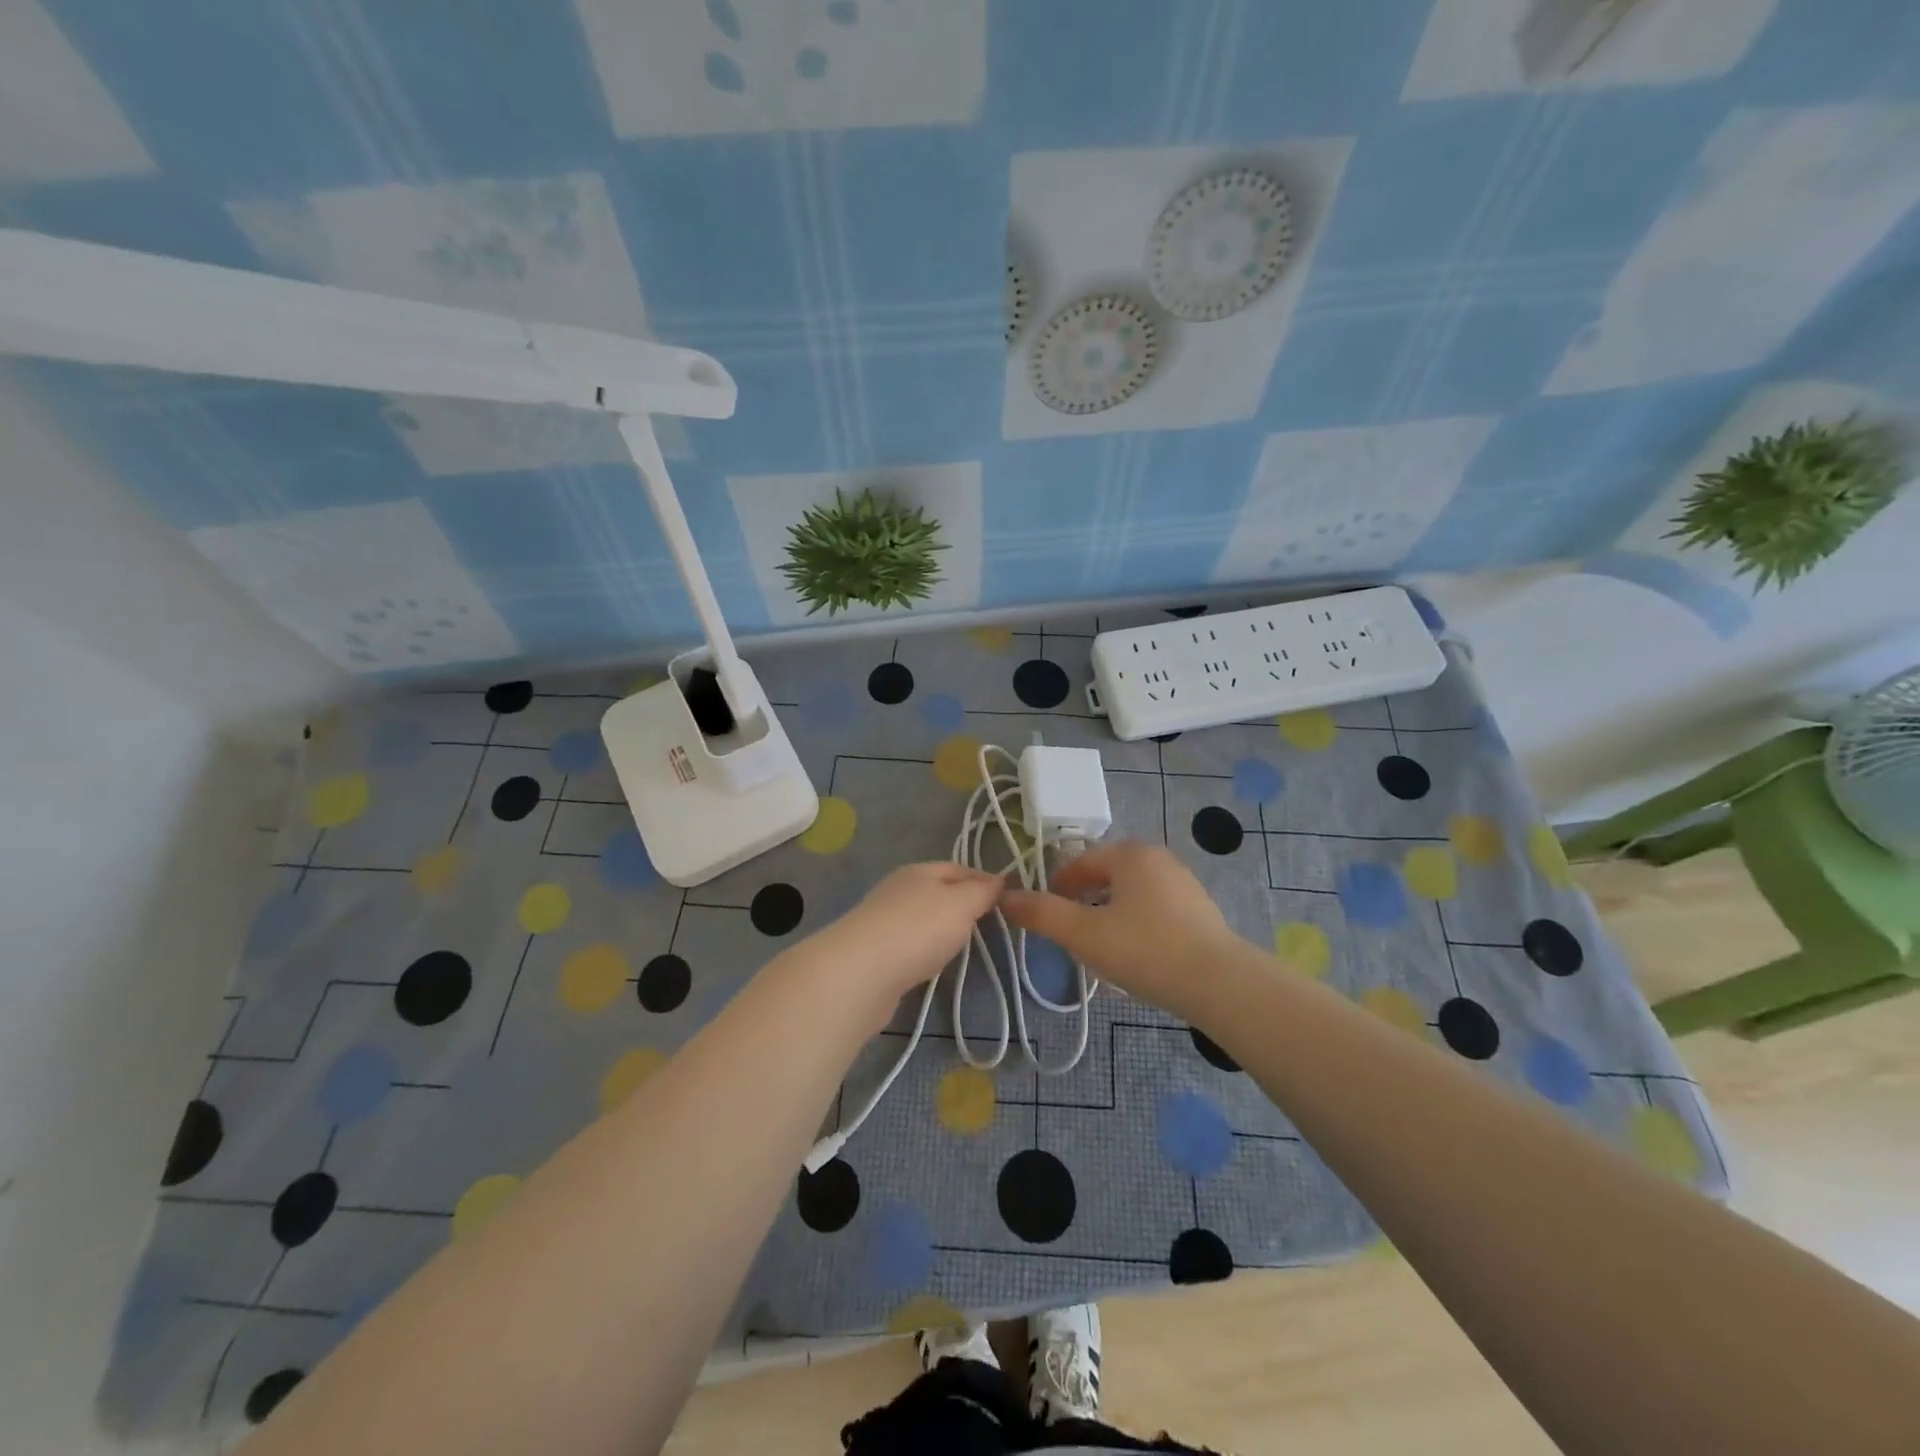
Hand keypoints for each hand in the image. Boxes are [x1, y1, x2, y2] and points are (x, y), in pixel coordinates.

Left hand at [803, 862, 1003, 1003]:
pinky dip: (925, 948)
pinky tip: (932, 962)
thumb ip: (982, 892)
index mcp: (920, 870)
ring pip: (923, 917)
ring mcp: (884, 919)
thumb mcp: (961, 904)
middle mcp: (899, 889)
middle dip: (964, 904)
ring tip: (965, 945)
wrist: (861, 973)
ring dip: (942, 927)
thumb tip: (1000, 879)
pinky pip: (910, 943)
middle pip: (939, 891)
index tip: (1009, 899)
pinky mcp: (875, 951)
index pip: (960, 868)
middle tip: (991, 924)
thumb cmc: (918, 929)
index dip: (985, 880)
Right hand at [1001, 842, 1241, 1017]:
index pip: (1080, 862)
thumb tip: (1004, 897)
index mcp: (1129, 854)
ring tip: (1100, 944)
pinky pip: (1155, 907)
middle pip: (1107, 873)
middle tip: (1070, 930)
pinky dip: (1137, 921)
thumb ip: (1041, 914)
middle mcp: (1158, 857)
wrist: (1219, 983)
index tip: (1045, 913)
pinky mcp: (1201, 908)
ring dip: (1110, 910)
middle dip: (1083, 898)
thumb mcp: (1083, 934)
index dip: (1056, 886)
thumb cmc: (1145, 950)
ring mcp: (1184, 882)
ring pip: (1132, 891)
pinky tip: (1137, 951)